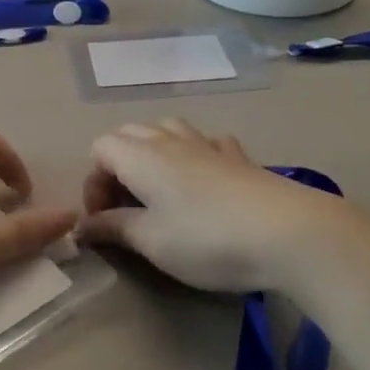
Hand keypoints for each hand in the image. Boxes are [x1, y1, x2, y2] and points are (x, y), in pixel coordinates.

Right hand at [78, 119, 369, 294]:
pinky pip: (207, 142)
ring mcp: (208, 144)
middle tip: (126, 208)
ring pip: (168, 129)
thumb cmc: (206, 239)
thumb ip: (113, 228)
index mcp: (141, 156)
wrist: (287, 233)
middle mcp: (171, 140)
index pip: (100, 148)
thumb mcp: (151, 241)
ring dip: (154, 153)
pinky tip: (205, 178)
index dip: (93, 182)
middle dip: (118, 165)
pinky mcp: (240, 157)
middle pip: (130, 133)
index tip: (103, 221)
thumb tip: (82, 226)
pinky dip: (195, 154)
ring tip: (160, 191)